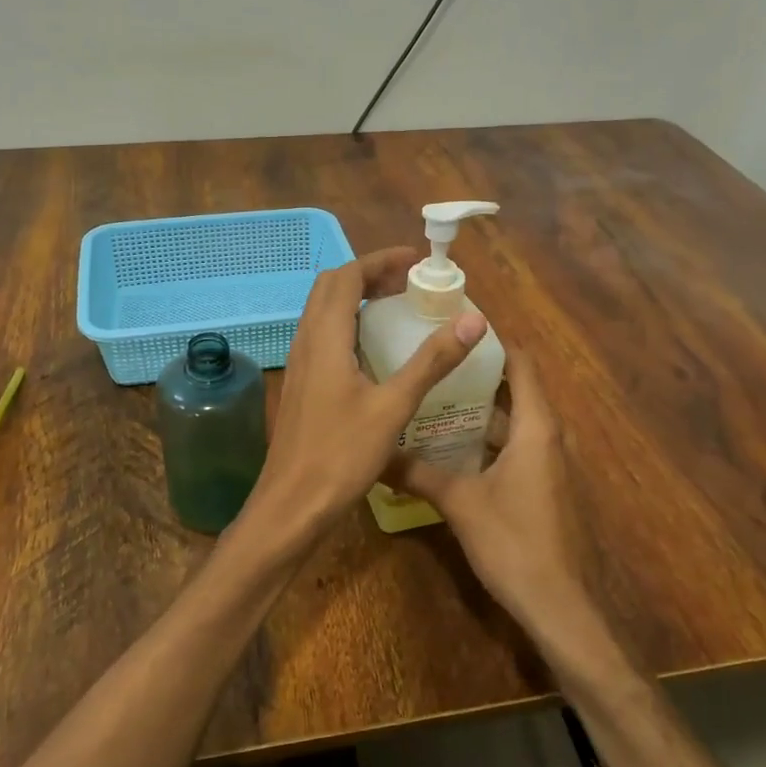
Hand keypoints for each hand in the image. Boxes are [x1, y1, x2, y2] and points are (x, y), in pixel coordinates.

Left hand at [248, 247, 487, 537]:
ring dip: (356, 299)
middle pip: (331, 288)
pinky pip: (322, 337)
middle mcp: (306, 342)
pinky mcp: (300, 385)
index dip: (380, 261)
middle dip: (369, 275)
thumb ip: (432, 361)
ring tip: (396, 308)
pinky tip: (374, 351)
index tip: (417, 263)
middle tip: (408, 283)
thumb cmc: (342, 455)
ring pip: (323, 312)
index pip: (347, 276)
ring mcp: (299, 364)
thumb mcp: (393, 406)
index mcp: (325, 337)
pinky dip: (348, 325)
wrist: (292, 504)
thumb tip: (473, 319)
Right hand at [384, 351, 604, 655]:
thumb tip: (375, 452)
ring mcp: (550, 463)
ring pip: (514, 421)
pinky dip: (488, 438)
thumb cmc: (514, 543)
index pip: (521, 364)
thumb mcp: (459, 503)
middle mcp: (548, 436)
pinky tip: (451, 446)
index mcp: (535, 427)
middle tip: (434, 360)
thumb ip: (417, 473)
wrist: (560, 606)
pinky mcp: (546, 487)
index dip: (494, 341)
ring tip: (433, 397)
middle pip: (515, 389)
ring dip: (479, 409)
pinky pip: (516, 446)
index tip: (457, 325)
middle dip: (477, 373)